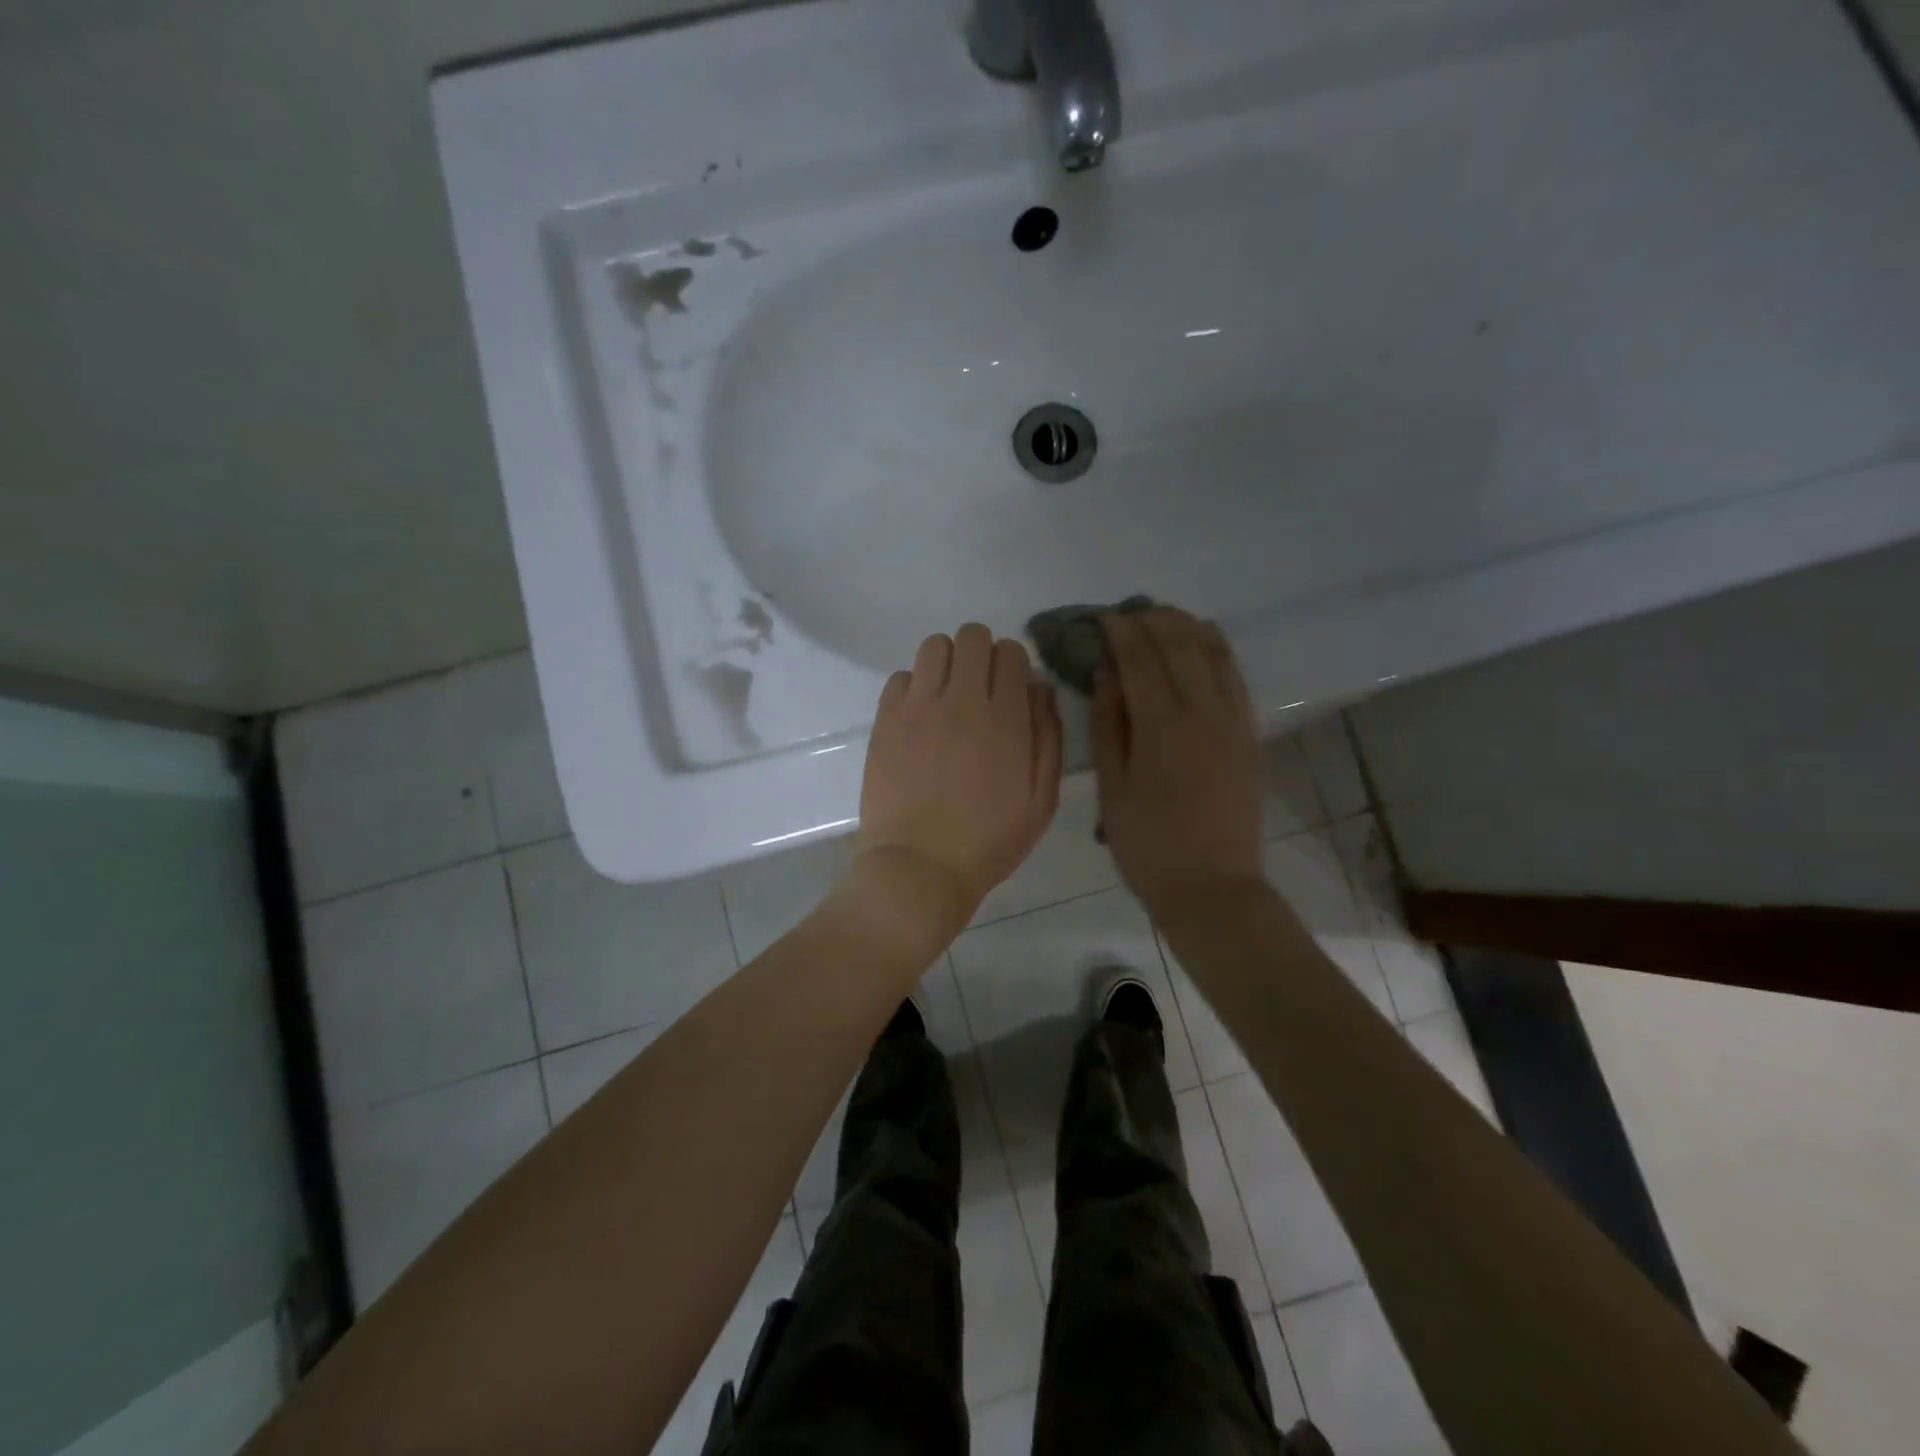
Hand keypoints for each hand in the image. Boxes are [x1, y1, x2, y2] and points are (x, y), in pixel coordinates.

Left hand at [854, 624, 1062, 940]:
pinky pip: (900, 677)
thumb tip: (1040, 689)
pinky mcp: (886, 720)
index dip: (1014, 665)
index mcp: (1005, 717)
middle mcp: (961, 699)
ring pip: (934, 646)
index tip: (1011, 691)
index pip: (1011, 652)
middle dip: (982, 654)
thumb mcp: (1042, 799)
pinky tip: (919, 718)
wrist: (920, 867)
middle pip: (971, 636)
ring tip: (948, 697)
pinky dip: (914, 687)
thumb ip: (1048, 737)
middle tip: (980, 690)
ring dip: (947, 662)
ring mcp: (918, 706)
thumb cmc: (989, 841)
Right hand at [1093, 607, 1263, 917]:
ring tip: (1161, 616)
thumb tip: (1106, 673)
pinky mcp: (1248, 732)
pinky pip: (1235, 675)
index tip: (1103, 617)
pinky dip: (1217, 648)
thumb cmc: (1148, 844)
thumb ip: (1109, 725)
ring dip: (1186, 626)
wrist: (1213, 887)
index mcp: (1162, 726)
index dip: (1120, 631)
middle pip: (1178, 645)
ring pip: (1212, 652)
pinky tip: (1203, 640)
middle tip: (1129, 613)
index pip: (1140, 658)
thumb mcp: (1113, 788)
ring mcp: (1233, 719)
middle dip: (1152, 620)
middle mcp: (1202, 710)